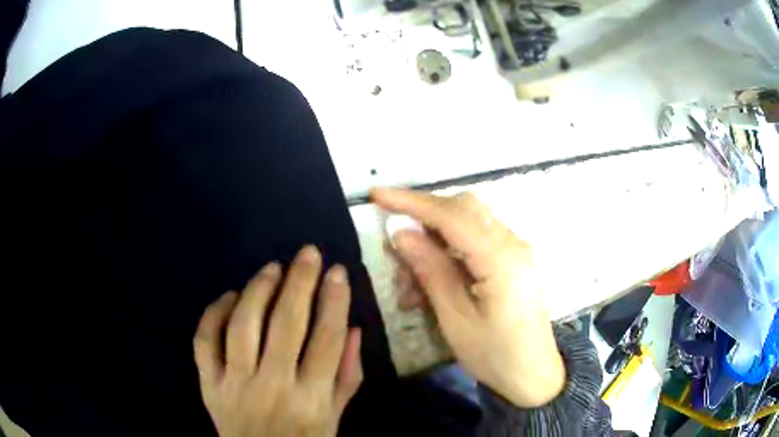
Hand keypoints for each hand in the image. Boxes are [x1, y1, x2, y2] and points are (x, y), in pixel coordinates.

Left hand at [193, 246, 362, 436]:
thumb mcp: (336, 417)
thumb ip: (347, 376)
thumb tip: (352, 328)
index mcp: (311, 399)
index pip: (326, 339)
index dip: (334, 300)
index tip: (338, 271)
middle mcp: (272, 387)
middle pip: (287, 324)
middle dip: (300, 282)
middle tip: (308, 253)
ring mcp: (234, 384)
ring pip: (243, 325)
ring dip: (258, 290)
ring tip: (272, 269)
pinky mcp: (208, 384)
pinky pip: (204, 340)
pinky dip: (214, 313)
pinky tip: (230, 296)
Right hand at [371, 188, 564, 407]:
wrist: (534, 374)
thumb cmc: (495, 355)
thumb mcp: (456, 319)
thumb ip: (431, 270)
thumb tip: (401, 233)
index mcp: (501, 258)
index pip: (452, 215)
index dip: (411, 202)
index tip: (376, 195)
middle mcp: (513, 243)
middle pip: (463, 209)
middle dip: (424, 218)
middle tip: (395, 248)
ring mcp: (515, 249)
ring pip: (467, 224)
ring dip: (434, 241)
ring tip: (411, 284)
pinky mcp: (512, 260)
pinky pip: (476, 242)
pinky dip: (449, 252)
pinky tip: (432, 281)